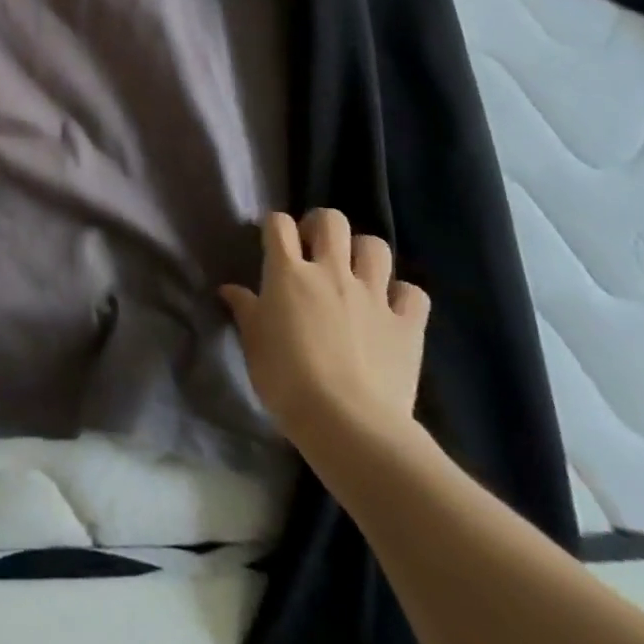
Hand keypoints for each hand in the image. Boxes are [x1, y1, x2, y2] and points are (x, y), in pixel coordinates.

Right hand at [221, 209, 429, 461]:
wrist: (347, 422)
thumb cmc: (286, 380)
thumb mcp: (253, 344)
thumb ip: (245, 310)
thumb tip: (230, 290)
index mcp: (289, 273)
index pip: (278, 224)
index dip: (274, 226)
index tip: (273, 242)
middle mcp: (331, 272)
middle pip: (331, 220)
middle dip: (321, 225)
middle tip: (314, 248)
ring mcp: (373, 295)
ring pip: (376, 247)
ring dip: (363, 254)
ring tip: (355, 273)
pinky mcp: (406, 324)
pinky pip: (412, 293)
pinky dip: (402, 295)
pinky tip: (391, 309)